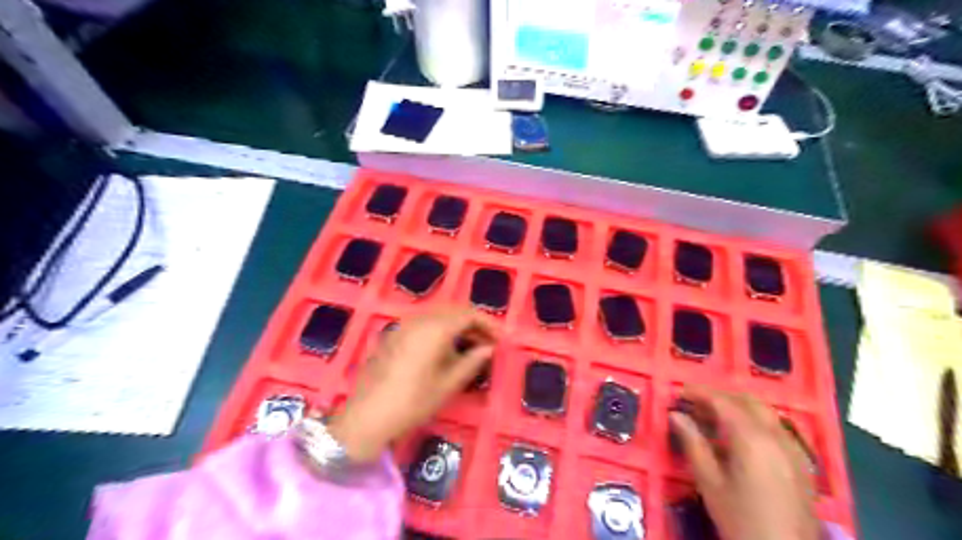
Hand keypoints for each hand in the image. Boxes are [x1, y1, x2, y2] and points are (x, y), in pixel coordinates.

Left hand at [330, 308, 494, 464]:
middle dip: (473, 323)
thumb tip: (489, 348)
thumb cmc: (413, 402)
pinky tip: (443, 349)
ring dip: (456, 325)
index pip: (468, 314)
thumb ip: (472, 362)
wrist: (367, 416)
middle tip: (487, 343)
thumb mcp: (448, 384)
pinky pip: (423, 323)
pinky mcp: (393, 334)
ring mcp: (403, 325)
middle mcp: (419, 319)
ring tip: (468, 347)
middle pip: (453, 311)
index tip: (500, 340)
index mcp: (435, 328)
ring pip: (437, 315)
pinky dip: (439, 329)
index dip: (488, 324)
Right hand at [672, 387, 817, 538]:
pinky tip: (741, 438)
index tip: (679, 391)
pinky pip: (777, 428)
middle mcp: (776, 436)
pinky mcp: (802, 463)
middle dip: (720, 396)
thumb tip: (675, 415)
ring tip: (713, 418)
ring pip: (765, 412)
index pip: (723, 402)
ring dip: (738, 407)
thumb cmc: (740, 519)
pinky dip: (755, 421)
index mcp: (752, 439)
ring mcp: (794, 449)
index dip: (699, 392)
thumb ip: (692, 443)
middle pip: (747, 401)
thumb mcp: (709, 482)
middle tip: (694, 404)